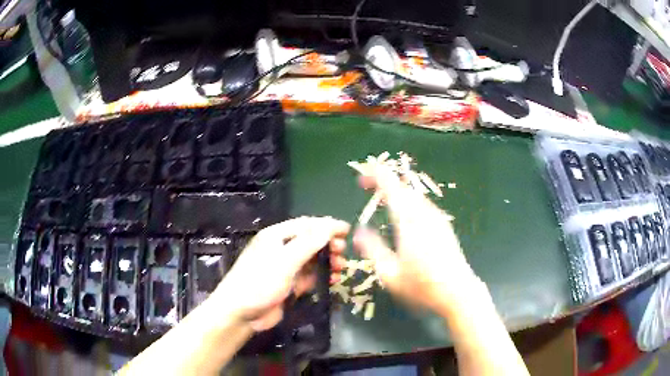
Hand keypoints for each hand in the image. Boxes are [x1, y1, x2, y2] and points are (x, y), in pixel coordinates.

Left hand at [213, 217, 348, 330]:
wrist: (242, 313)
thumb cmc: (260, 282)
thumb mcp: (285, 261)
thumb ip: (308, 243)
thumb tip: (330, 226)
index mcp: (277, 235)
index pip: (307, 225)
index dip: (327, 226)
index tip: (347, 230)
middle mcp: (282, 248)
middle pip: (311, 241)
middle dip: (329, 244)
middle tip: (343, 252)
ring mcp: (286, 267)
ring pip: (313, 259)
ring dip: (328, 261)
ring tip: (341, 268)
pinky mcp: (290, 284)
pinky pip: (311, 275)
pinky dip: (323, 276)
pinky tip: (334, 280)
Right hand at [353, 165, 479, 316]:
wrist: (458, 292)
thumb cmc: (422, 286)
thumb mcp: (390, 273)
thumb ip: (372, 249)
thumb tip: (358, 231)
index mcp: (409, 222)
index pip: (392, 188)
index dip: (377, 176)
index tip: (363, 175)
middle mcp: (425, 214)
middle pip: (404, 188)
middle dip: (384, 181)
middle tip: (368, 185)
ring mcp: (437, 219)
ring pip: (414, 195)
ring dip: (397, 191)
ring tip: (382, 196)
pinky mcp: (444, 226)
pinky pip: (423, 204)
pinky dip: (408, 200)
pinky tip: (404, 213)